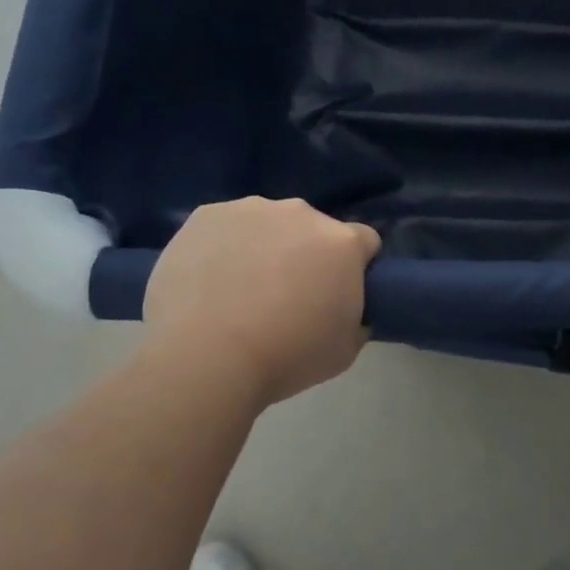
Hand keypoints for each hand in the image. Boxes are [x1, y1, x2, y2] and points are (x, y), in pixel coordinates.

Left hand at [141, 197, 380, 408]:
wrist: (205, 359)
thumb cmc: (286, 358)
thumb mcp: (346, 350)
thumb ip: (356, 317)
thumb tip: (344, 307)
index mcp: (343, 242)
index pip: (365, 242)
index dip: (355, 268)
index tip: (338, 294)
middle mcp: (302, 213)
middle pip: (313, 229)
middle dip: (306, 254)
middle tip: (285, 297)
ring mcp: (251, 210)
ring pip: (267, 225)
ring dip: (264, 247)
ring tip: (239, 291)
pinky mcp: (206, 216)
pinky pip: (224, 227)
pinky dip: (222, 248)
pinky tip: (208, 282)